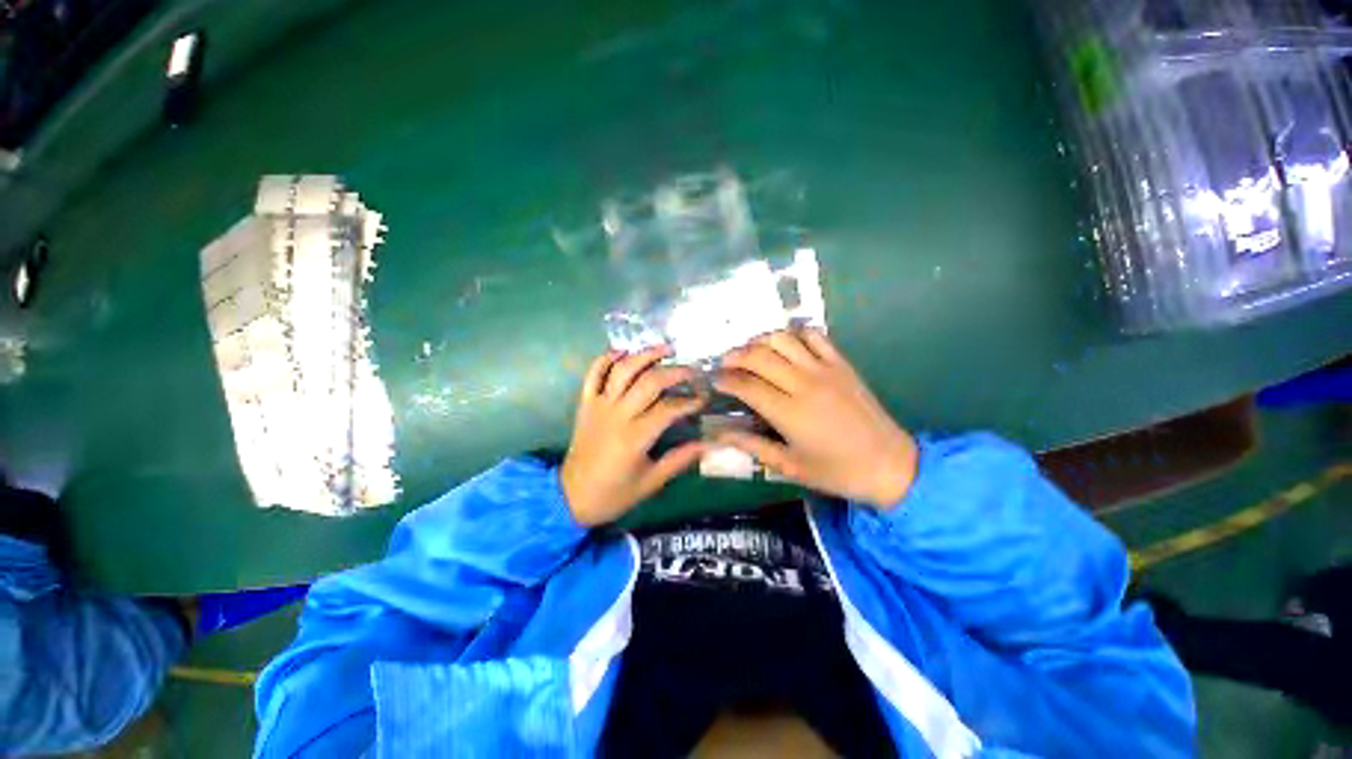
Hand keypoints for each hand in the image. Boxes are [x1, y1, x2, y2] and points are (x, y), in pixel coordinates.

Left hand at [561, 346, 707, 525]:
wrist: (570, 497)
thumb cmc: (614, 493)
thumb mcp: (651, 482)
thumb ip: (679, 460)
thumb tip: (708, 444)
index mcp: (636, 436)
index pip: (669, 408)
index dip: (690, 401)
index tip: (704, 398)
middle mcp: (618, 414)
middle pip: (649, 381)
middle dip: (675, 372)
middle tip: (692, 371)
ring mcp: (599, 405)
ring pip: (623, 370)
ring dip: (644, 355)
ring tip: (665, 348)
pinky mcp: (585, 404)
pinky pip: (593, 374)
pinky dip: (606, 358)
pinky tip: (622, 351)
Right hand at [714, 330, 917, 507]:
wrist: (890, 464)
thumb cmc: (836, 471)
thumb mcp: (789, 466)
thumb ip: (752, 445)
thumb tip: (719, 433)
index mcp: (789, 413)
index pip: (746, 385)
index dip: (725, 380)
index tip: (714, 380)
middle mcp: (804, 384)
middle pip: (759, 356)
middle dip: (735, 355)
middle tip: (725, 363)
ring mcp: (825, 370)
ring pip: (783, 339)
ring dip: (760, 340)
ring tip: (750, 351)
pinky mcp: (842, 364)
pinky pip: (814, 336)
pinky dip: (794, 333)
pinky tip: (784, 344)